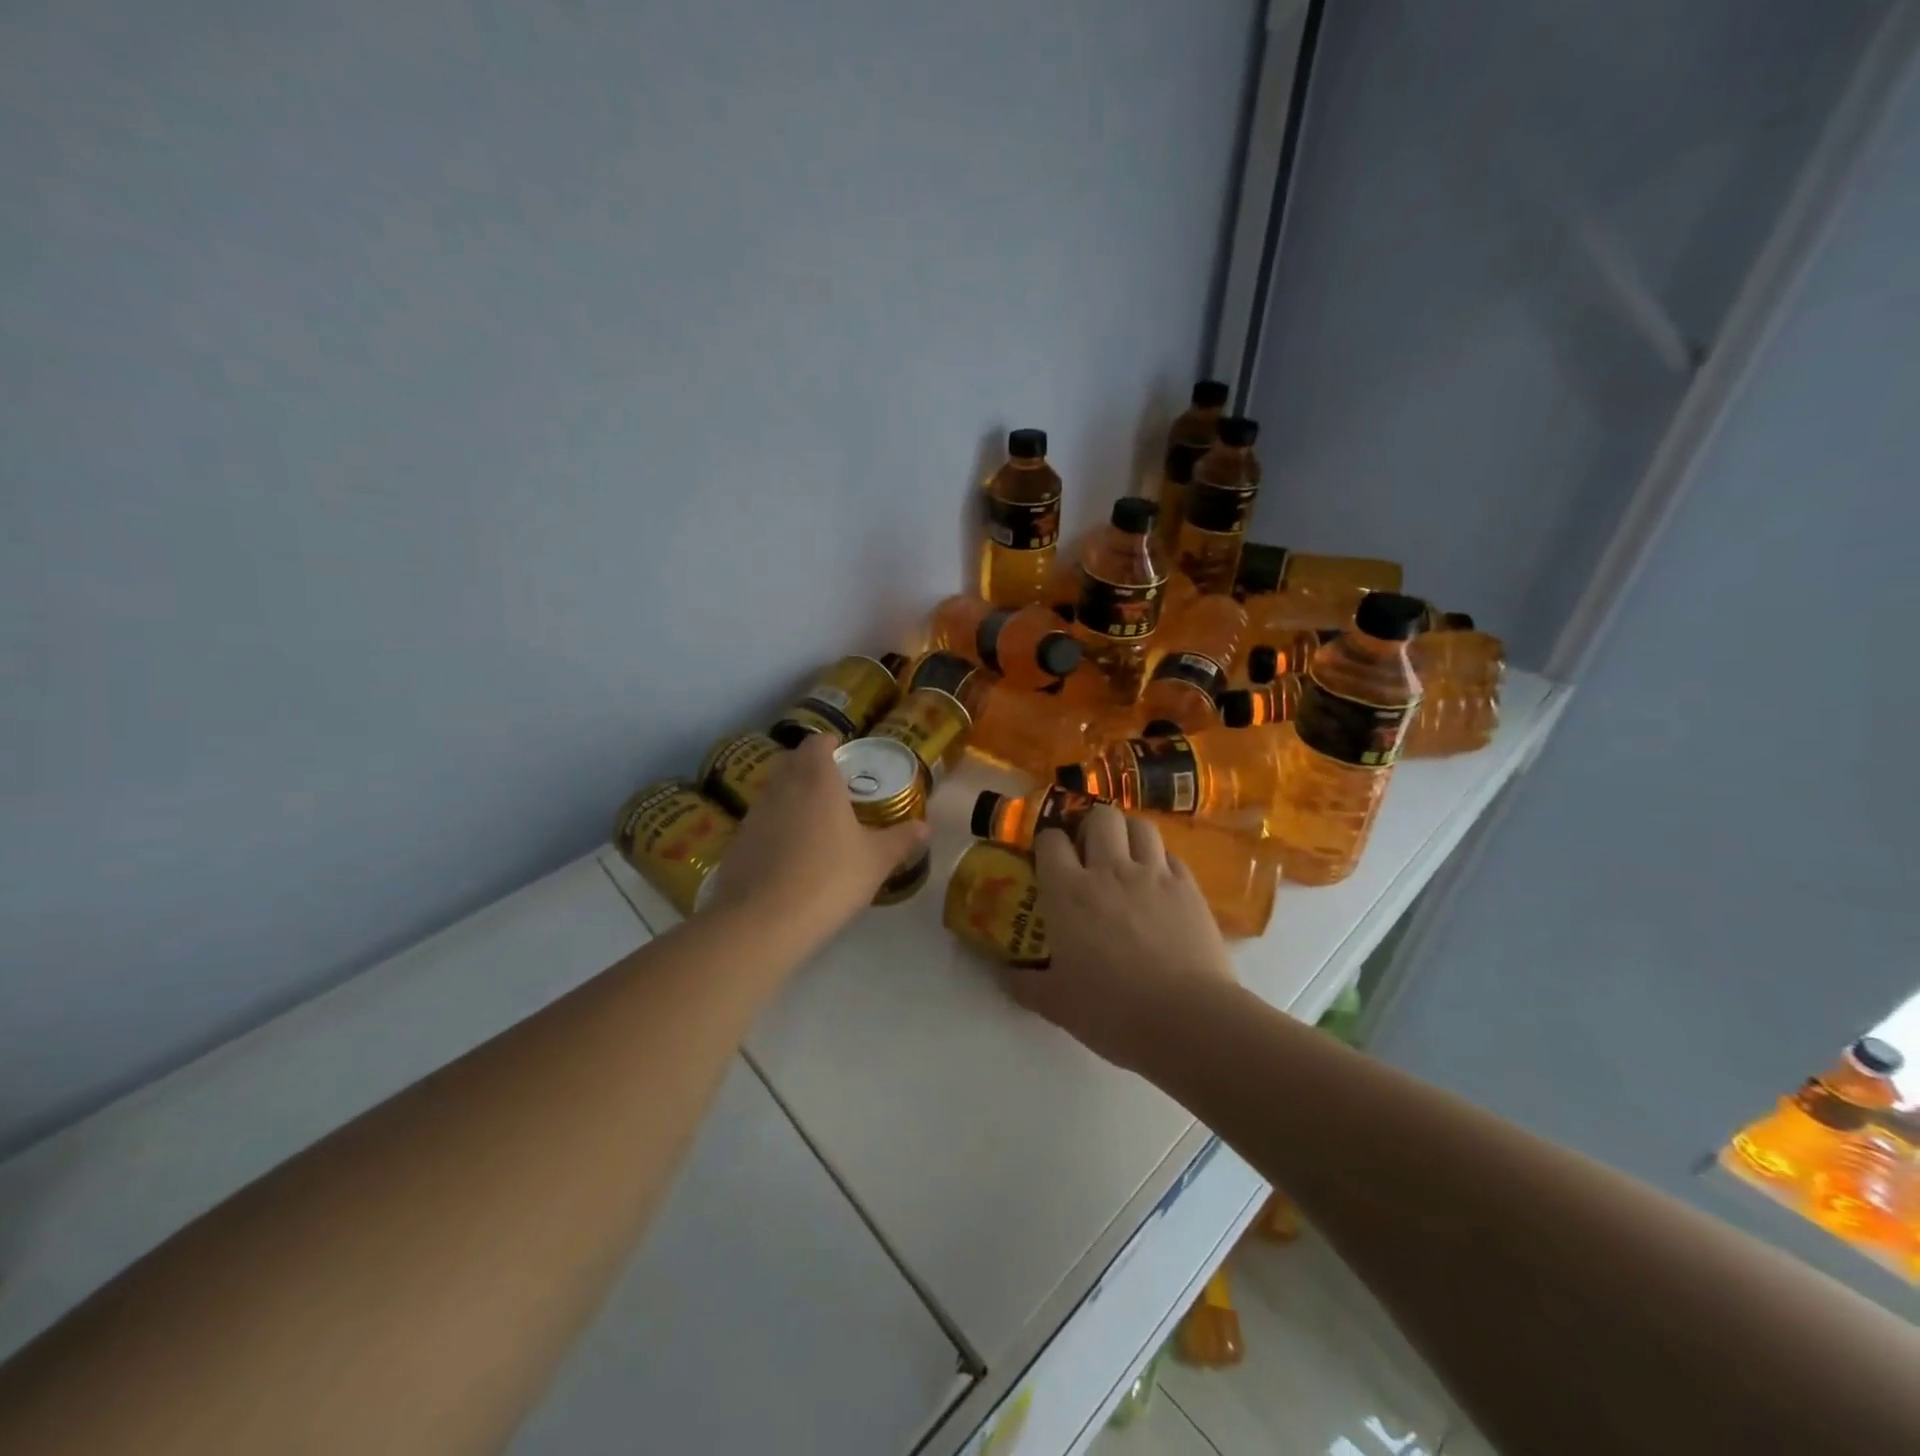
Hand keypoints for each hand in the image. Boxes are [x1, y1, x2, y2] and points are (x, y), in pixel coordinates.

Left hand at [705, 734, 929, 950]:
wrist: (762, 921)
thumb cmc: (829, 879)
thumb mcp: (875, 861)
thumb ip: (900, 840)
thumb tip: (925, 827)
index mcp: (816, 780)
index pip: (817, 743)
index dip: (829, 744)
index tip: (843, 752)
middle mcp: (782, 787)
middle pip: (791, 761)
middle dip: (808, 765)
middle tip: (832, 783)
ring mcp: (754, 814)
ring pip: (773, 790)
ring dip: (790, 794)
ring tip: (813, 818)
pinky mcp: (737, 842)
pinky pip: (760, 821)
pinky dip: (775, 825)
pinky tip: (789, 851)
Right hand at [1004, 806, 1236, 1069]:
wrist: (1187, 1019)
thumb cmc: (1112, 1011)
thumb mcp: (1055, 1003)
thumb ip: (1024, 984)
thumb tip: (1002, 975)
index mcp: (1068, 892)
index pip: (1050, 840)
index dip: (1047, 842)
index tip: (1047, 857)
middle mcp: (1109, 870)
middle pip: (1100, 817)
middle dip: (1090, 825)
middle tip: (1088, 850)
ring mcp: (1153, 875)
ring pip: (1140, 826)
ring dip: (1128, 833)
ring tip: (1125, 855)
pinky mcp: (1188, 887)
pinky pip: (1171, 855)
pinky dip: (1160, 860)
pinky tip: (1158, 882)